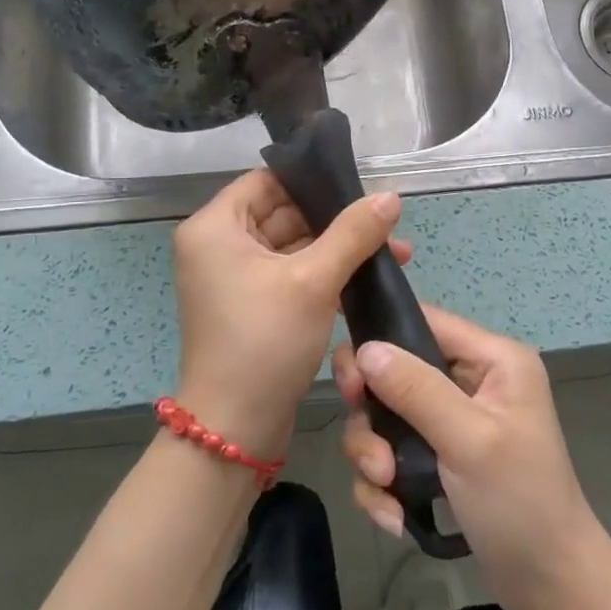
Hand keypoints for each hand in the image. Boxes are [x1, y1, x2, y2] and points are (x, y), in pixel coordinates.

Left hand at [172, 170, 408, 461]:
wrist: (235, 429)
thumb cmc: (264, 341)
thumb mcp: (313, 281)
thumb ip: (353, 233)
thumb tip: (391, 196)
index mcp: (215, 227)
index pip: (267, 181)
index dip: (312, 180)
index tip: (359, 185)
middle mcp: (218, 246)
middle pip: (284, 213)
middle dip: (337, 220)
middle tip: (389, 224)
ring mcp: (235, 278)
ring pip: (293, 246)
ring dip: (338, 249)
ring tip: (395, 252)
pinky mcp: (253, 305)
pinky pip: (291, 274)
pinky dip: (325, 274)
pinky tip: (368, 278)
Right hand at [333, 307, 605, 609]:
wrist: (550, 587)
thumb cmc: (520, 503)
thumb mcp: (469, 440)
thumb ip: (416, 389)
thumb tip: (365, 349)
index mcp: (492, 358)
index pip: (425, 321)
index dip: (381, 339)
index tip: (350, 383)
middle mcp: (472, 379)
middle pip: (395, 371)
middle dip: (374, 416)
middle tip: (371, 453)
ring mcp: (453, 419)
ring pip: (386, 415)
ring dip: (375, 455)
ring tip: (387, 490)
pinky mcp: (439, 455)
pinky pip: (392, 451)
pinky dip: (385, 484)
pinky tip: (394, 516)